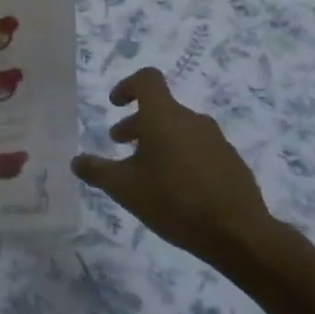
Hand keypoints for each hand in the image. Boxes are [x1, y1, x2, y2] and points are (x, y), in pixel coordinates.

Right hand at [72, 68, 274, 272]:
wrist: (239, 234)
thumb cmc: (173, 201)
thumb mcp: (125, 188)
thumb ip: (97, 171)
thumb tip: (76, 161)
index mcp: (164, 116)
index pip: (147, 79)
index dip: (128, 86)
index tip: (115, 105)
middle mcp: (192, 120)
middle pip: (161, 108)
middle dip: (137, 123)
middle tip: (119, 144)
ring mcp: (217, 140)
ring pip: (180, 129)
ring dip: (159, 141)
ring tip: (147, 171)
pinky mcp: (232, 163)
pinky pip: (200, 149)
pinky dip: (182, 157)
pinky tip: (177, 189)